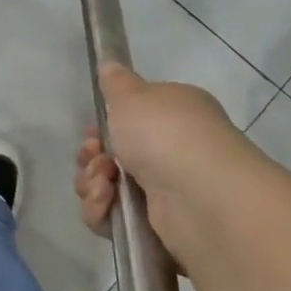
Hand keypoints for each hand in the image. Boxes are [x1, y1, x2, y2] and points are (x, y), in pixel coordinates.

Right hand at [73, 63, 256, 261]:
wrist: (198, 195)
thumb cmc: (165, 133)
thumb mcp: (133, 96)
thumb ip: (116, 83)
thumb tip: (110, 64)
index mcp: (173, 115)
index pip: (131, 119)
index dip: (104, 125)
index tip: (92, 130)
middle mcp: (171, 151)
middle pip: (111, 155)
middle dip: (91, 156)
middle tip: (94, 155)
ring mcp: (164, 190)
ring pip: (106, 187)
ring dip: (92, 183)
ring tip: (104, 183)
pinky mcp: (154, 226)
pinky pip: (111, 217)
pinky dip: (101, 210)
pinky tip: (106, 202)